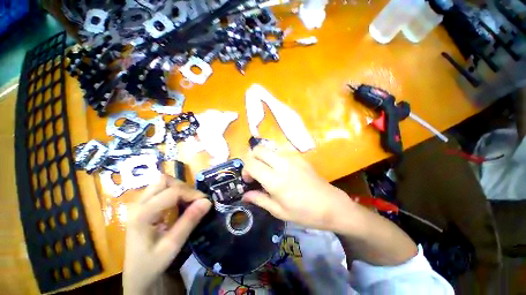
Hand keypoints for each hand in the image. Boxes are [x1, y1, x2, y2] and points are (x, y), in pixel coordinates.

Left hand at [123, 175, 211, 294]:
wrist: (136, 275)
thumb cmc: (152, 263)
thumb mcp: (173, 245)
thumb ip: (189, 221)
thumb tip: (207, 201)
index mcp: (143, 214)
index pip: (173, 192)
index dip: (192, 193)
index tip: (205, 202)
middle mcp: (139, 204)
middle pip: (164, 181)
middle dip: (184, 187)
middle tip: (195, 201)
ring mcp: (139, 204)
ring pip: (162, 182)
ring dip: (178, 188)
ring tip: (188, 201)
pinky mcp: (143, 206)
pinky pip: (161, 189)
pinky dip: (174, 192)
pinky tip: (179, 204)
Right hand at [242, 146, 353, 230]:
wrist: (331, 205)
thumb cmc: (304, 213)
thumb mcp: (279, 211)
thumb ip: (259, 199)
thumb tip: (244, 195)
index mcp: (276, 180)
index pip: (251, 164)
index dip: (245, 170)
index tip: (248, 180)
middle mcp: (282, 164)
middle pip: (258, 149)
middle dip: (252, 159)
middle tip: (256, 172)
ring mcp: (292, 158)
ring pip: (269, 149)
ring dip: (263, 158)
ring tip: (268, 171)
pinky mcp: (299, 157)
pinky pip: (280, 152)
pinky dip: (274, 159)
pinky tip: (281, 170)